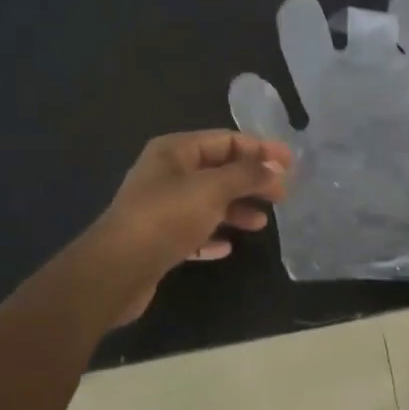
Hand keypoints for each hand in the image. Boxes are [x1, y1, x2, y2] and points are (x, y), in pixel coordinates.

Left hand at [94, 131, 292, 324]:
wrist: (118, 269)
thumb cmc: (166, 217)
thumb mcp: (213, 189)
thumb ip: (247, 175)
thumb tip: (275, 167)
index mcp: (175, 151)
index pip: (226, 140)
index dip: (260, 149)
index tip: (290, 164)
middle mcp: (166, 174)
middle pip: (219, 170)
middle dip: (251, 181)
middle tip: (282, 195)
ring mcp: (160, 207)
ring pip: (208, 202)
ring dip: (236, 209)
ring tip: (261, 224)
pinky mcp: (159, 239)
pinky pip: (194, 231)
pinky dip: (213, 234)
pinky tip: (228, 246)